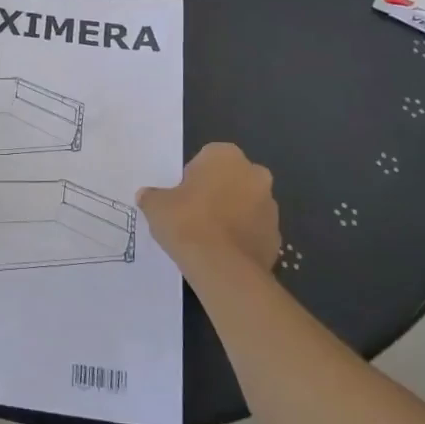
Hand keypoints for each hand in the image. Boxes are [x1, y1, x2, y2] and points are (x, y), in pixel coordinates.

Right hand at [138, 143, 280, 274]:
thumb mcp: (156, 206)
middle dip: (218, 193)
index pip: (207, 159)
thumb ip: (152, 196)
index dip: (193, 178)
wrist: (222, 268)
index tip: (182, 197)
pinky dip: (242, 239)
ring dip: (232, 216)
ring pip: (246, 205)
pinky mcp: (277, 237)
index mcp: (226, 156)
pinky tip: (223, 254)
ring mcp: (271, 206)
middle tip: (195, 215)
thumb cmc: (186, 222)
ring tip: (208, 239)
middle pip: (231, 179)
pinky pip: (255, 232)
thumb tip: (146, 197)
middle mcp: (254, 173)